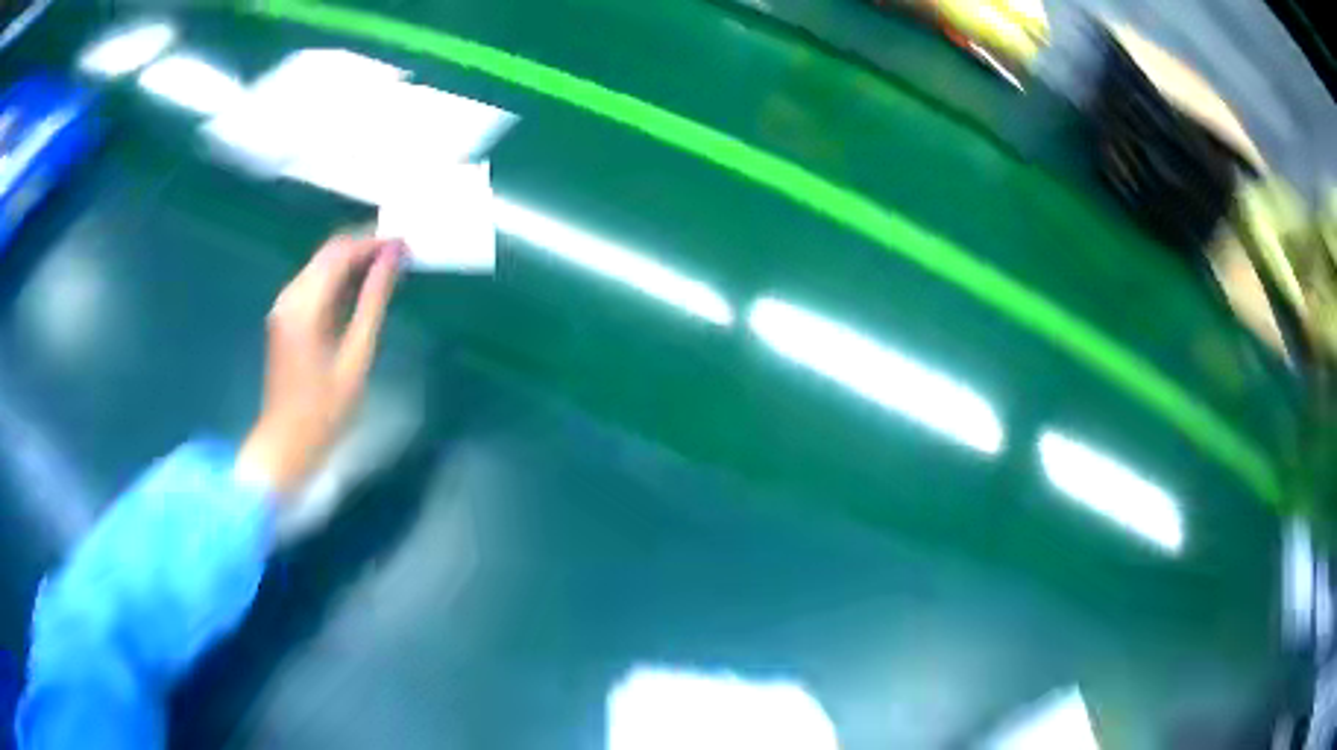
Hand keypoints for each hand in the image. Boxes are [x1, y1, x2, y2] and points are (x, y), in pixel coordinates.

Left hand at [236, 234, 405, 497]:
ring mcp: (285, 305)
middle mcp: (290, 295)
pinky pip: (316, 284)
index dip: (374, 242)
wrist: (286, 443)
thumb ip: (373, 302)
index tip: (406, 245)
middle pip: (329, 252)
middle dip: (365, 247)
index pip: (340, 252)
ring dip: (354, 263)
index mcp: (304, 303)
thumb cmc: (325, 409)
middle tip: (401, 256)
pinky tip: (363, 291)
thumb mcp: (356, 356)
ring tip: (389, 271)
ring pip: (322, 266)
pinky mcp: (286, 317)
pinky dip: (340, 281)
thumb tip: (393, 258)